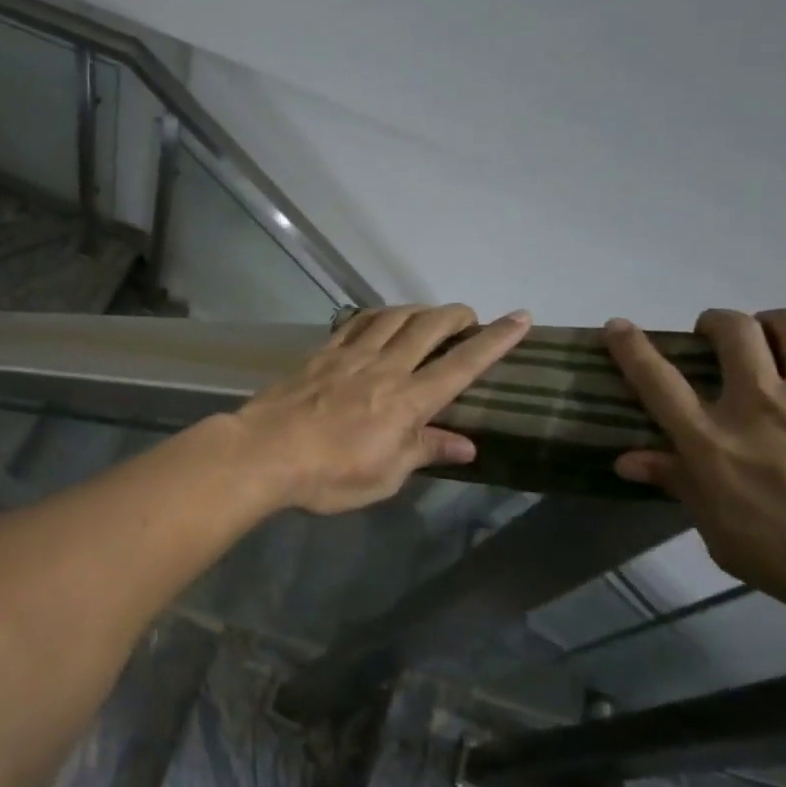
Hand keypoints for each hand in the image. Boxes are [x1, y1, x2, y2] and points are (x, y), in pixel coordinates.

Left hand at [232, 305, 531, 514]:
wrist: (265, 452)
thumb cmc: (329, 474)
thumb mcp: (385, 476)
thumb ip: (425, 452)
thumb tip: (468, 446)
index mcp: (408, 401)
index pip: (463, 364)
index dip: (496, 340)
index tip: (520, 317)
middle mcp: (385, 367)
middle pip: (429, 326)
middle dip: (456, 315)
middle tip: (468, 318)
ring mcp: (350, 355)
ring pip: (393, 317)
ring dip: (418, 310)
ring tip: (427, 316)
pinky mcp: (321, 353)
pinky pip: (355, 322)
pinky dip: (376, 315)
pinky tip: (378, 319)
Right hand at [606, 308, 785, 633]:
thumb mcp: (731, 541)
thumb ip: (683, 489)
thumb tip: (628, 460)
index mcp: (714, 443)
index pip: (655, 380)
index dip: (630, 347)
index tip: (617, 326)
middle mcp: (759, 402)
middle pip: (728, 330)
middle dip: (717, 324)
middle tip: (722, 337)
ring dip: (774, 324)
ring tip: (782, 340)